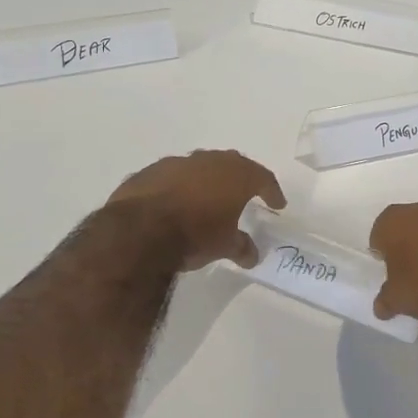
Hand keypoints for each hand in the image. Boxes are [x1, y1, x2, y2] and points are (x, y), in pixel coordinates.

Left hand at [107, 150, 284, 271]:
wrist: (139, 231)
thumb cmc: (194, 235)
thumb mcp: (224, 246)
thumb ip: (241, 247)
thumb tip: (252, 255)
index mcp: (236, 175)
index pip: (263, 178)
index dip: (272, 191)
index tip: (277, 203)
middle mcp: (209, 161)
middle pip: (233, 164)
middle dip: (241, 178)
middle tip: (246, 193)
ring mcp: (177, 163)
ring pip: (200, 167)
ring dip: (207, 180)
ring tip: (208, 198)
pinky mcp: (149, 172)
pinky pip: (172, 177)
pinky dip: (179, 187)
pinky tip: (175, 203)